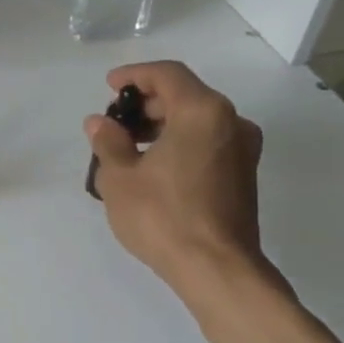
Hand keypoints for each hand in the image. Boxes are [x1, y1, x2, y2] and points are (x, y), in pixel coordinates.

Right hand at [85, 62, 268, 295]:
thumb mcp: (119, 177)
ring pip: (197, 121)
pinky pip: (206, 143)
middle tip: (114, 122)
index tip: (109, 86)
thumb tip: (100, 123)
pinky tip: (152, 166)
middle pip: (185, 96)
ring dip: (162, 125)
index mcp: (203, 112)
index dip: (134, 75)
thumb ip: (108, 142)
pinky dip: (179, 143)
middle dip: (146, 104)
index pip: (167, 75)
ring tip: (127, 147)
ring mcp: (242, 150)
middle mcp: (231, 123)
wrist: (216, 268)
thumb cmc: (163, 215)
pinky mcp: (243, 175)